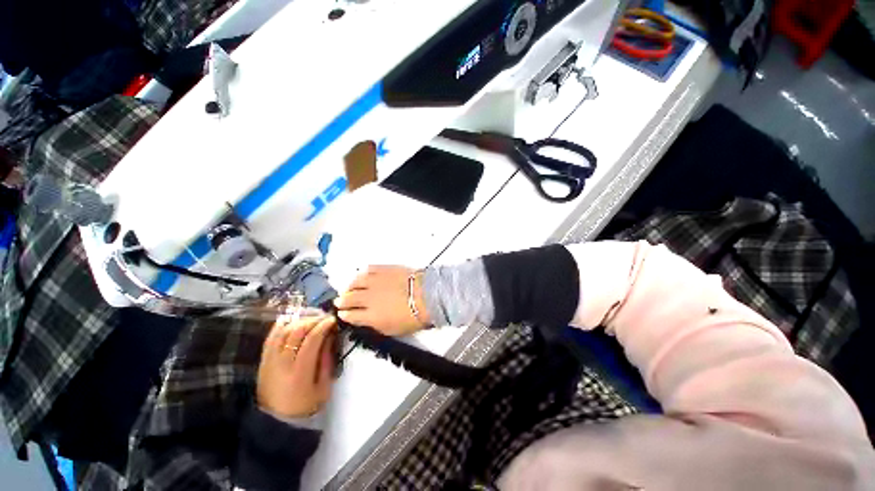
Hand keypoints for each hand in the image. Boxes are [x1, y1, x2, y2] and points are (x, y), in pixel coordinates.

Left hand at [257, 316, 336, 418]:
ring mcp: (269, 361)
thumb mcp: (324, 386)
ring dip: (299, 321)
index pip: (311, 340)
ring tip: (311, 320)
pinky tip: (293, 322)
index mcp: (299, 372)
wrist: (277, 422)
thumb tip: (330, 336)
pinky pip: (271, 337)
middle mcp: (281, 363)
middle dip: (313, 320)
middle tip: (324, 318)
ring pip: (283, 331)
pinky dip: (282, 326)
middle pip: (296, 332)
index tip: (333, 320)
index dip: (323, 326)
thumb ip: (327, 359)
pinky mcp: (263, 361)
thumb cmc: (306, 405)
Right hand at [334, 266, 429, 335]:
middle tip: (340, 301)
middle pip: (349, 298)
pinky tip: (362, 275)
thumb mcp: (392, 330)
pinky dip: (362, 273)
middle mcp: (368, 298)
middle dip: (342, 300)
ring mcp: (375, 281)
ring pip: (355, 282)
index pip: (351, 315)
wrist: (426, 295)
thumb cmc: (412, 317)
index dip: (345, 315)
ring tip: (348, 288)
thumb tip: (366, 320)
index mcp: (370, 316)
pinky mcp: (384, 269)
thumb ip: (376, 325)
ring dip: (349, 286)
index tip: (342, 313)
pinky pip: (368, 269)